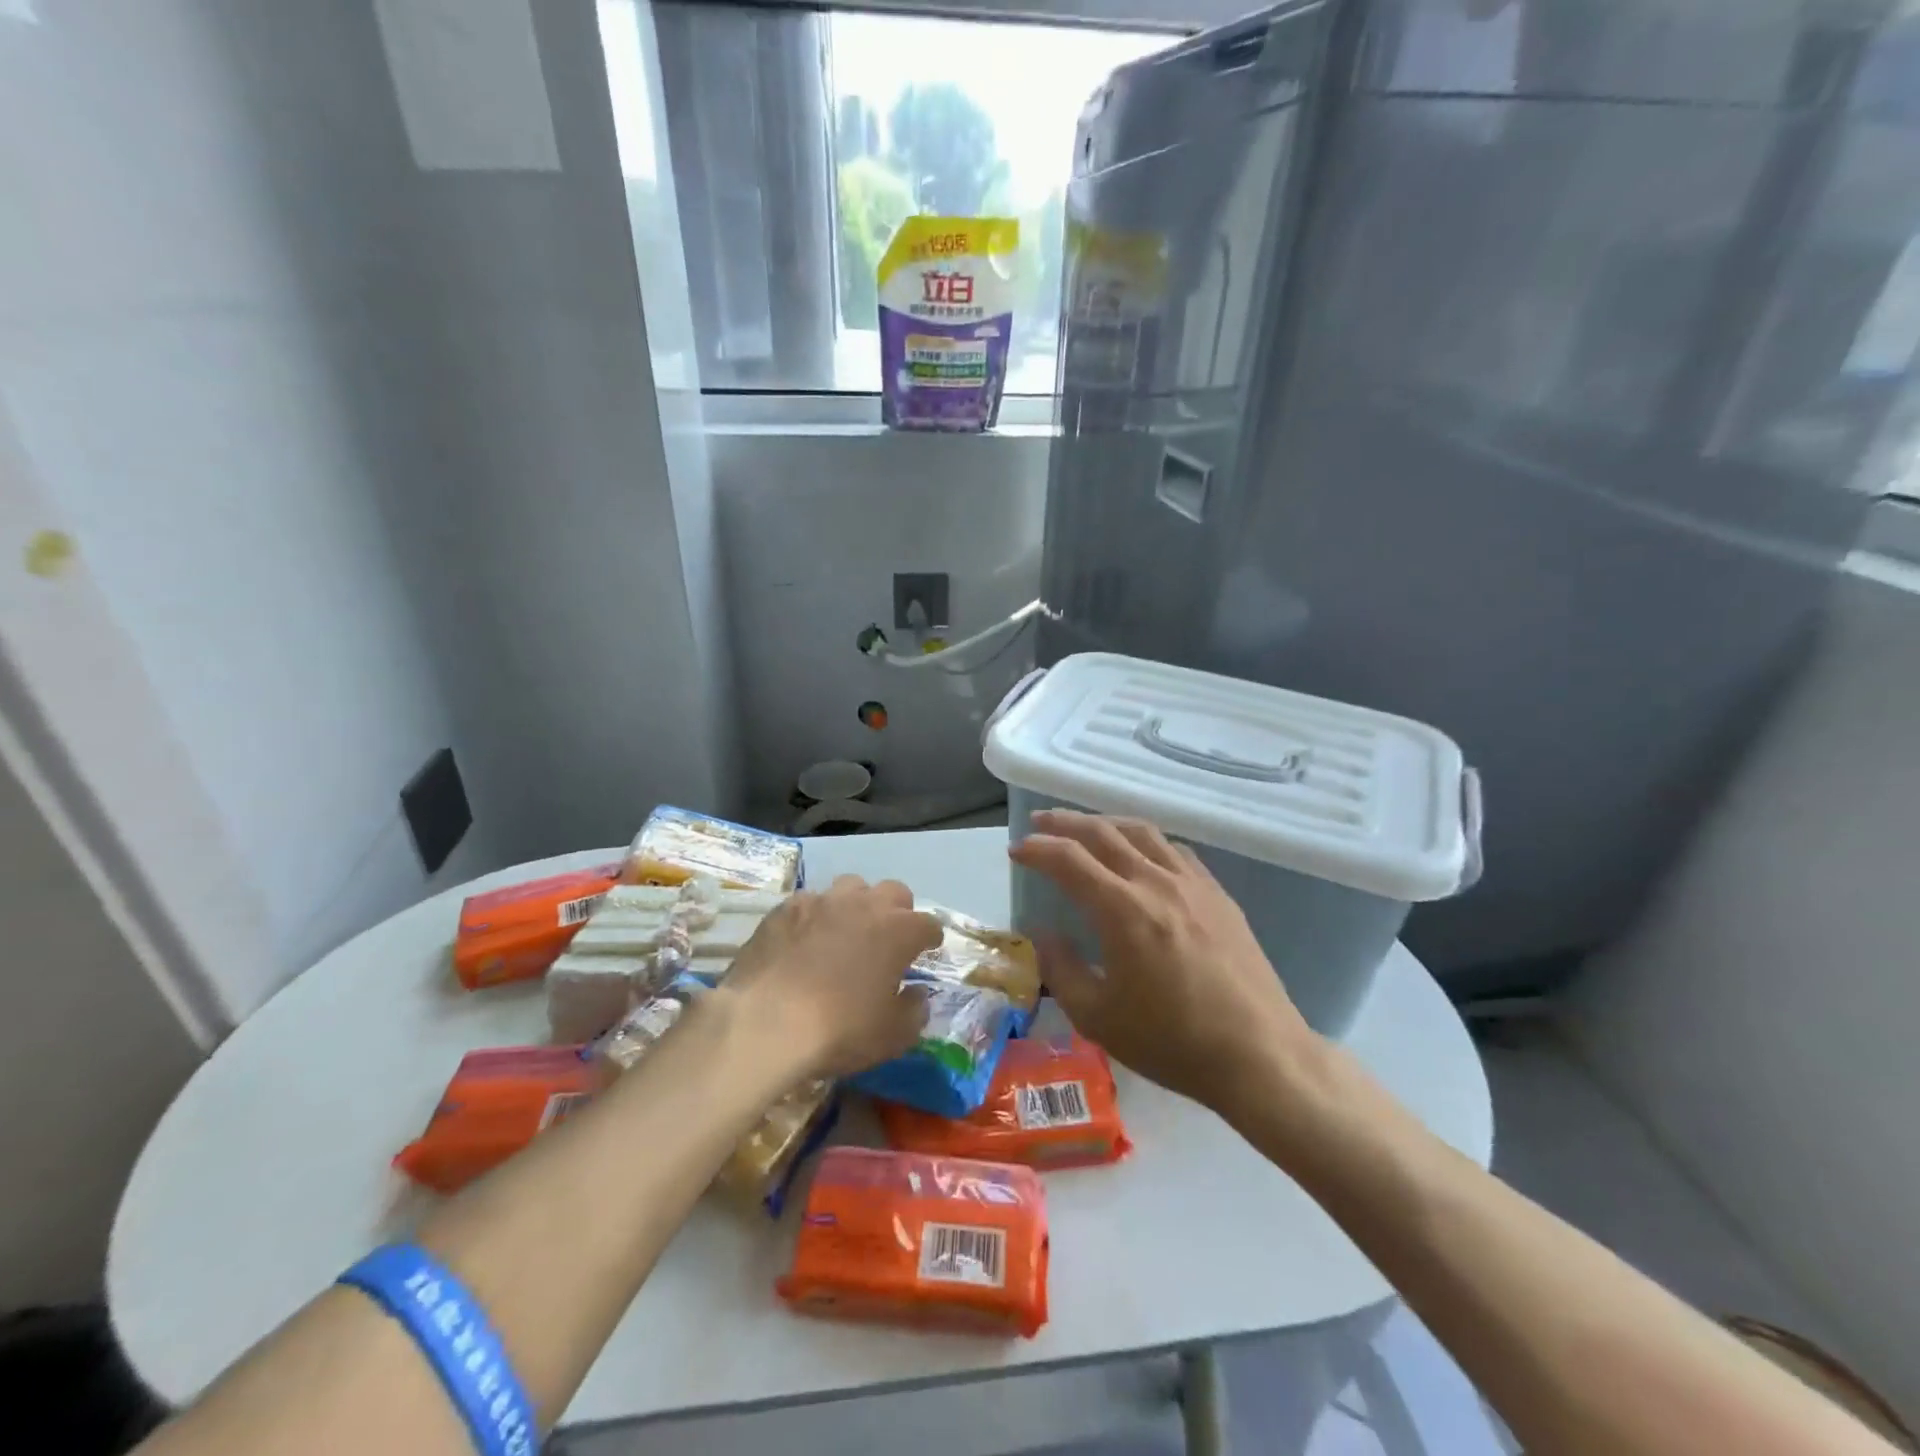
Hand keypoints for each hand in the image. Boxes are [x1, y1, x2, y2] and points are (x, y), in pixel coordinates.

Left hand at [720, 875, 940, 1079]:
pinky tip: (805, 940)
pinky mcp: (786, 907)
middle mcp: (865, 904)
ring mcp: (823, 901)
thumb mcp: (892, 1036)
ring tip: (846, 931)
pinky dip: (815, 917)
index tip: (927, 950)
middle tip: (888, 938)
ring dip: (857, 905)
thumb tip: (916, 994)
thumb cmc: (839, 1030)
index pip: (928, 924)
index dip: (930, 938)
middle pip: (894, 892)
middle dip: (898, 911)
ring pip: (851, 887)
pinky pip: (810, 902)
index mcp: (899, 931)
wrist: (766, 1022)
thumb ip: (914, 1011)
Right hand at [1008, 810, 1319, 1115]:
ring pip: (1142, 832)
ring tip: (1085, 829)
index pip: (1069, 860)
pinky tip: (1141, 854)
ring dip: (1105, 823)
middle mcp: (1156, 882)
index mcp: (1123, 909)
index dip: (1037, 850)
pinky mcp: (1218, 894)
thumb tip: (1042, 932)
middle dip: (1065, 823)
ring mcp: (1193, 884)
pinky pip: (1174, 850)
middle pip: (1103, 833)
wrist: (1259, 1055)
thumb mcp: (1098, 1017)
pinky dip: (1145, 841)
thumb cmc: (1172, 1041)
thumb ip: (1061, 968)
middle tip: (1039, 824)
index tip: (1016, 851)